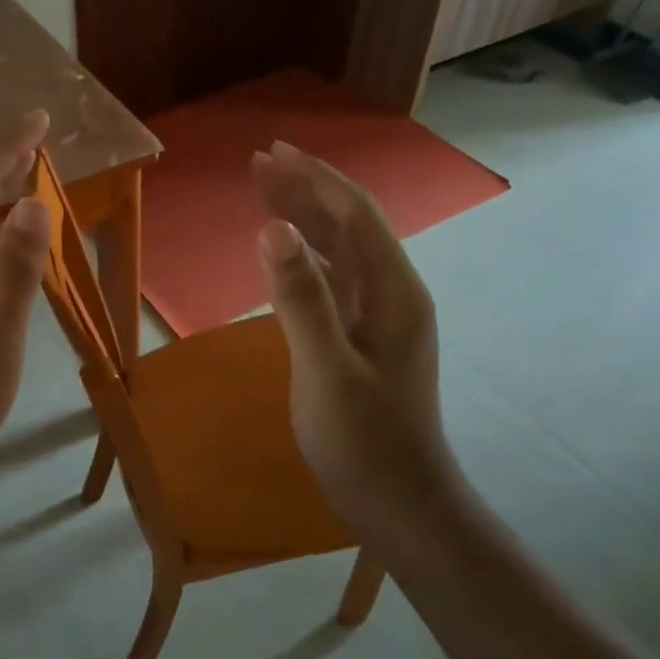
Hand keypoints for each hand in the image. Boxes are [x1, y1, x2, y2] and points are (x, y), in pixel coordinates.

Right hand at [252, 141, 459, 533]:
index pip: (355, 215)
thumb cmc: (366, 443)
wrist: (400, 506)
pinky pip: (330, 279)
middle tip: (259, 162)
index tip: (273, 153)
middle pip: (347, 224)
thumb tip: (271, 227)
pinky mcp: (359, 336)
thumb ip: (301, 298)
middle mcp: (390, 293)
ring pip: (337, 250)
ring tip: (263, 189)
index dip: (315, 179)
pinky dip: (302, 255)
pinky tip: (281, 249)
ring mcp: (376, 316)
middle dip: (306, 188)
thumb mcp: (327, 371)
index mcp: (393, 292)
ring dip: (302, 217)